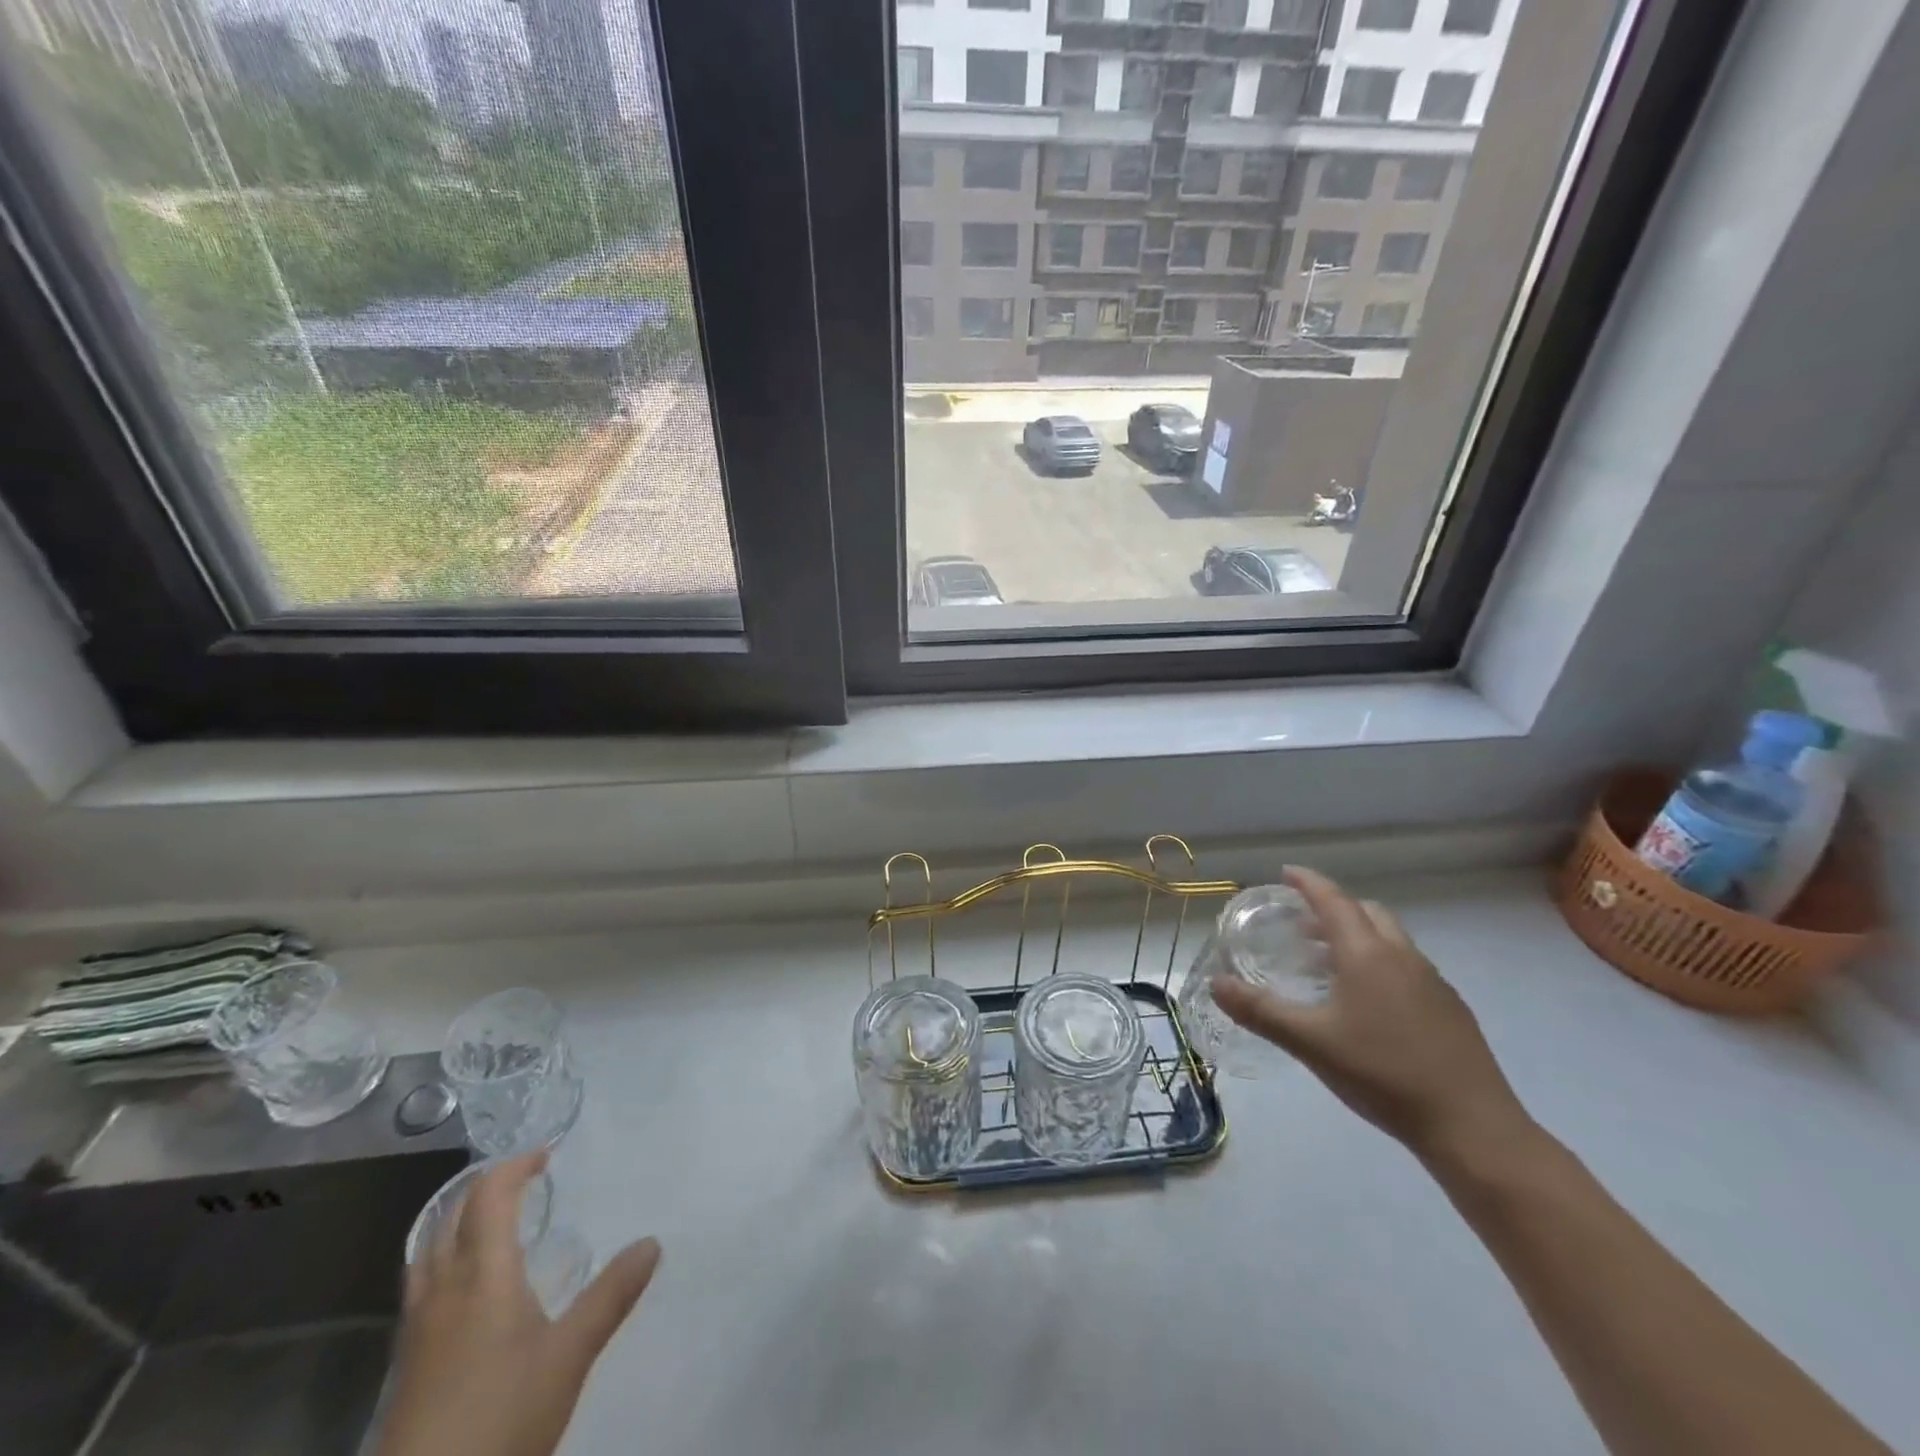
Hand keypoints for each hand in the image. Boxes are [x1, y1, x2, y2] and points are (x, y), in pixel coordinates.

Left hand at [378, 1150, 661, 1455]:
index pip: (489, 1196)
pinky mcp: (407, 1362)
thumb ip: (611, 1295)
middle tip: (525, 1179)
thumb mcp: (569, 1356)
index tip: (547, 1155)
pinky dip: (448, 1257)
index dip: (515, 1166)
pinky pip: (423, 1284)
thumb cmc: (500, 1419)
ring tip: (494, 1219)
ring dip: (460, 1220)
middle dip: (485, 1187)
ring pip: (428, 1251)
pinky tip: (472, 1285)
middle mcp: (442, 1290)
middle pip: (450, 1217)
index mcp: (481, 1275)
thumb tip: (652, 1242)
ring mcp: (417, 1329)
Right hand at [1209, 866, 1529, 1161]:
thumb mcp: (1310, 1042)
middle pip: (1366, 913)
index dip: (1309, 882)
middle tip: (1301, 925)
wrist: (1472, 1126)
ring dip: (1357, 936)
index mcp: (1367, 954)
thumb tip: (1215, 983)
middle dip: (1333, 908)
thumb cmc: (1382, 1074)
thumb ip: (1260, 1011)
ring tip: (1327, 964)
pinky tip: (1367, 1003)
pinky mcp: (1450, 1008)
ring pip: (1390, 939)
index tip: (1286, 872)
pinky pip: (1407, 966)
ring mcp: (1432, 982)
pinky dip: (1379, 963)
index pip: (1334, 901)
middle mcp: (1402, 956)